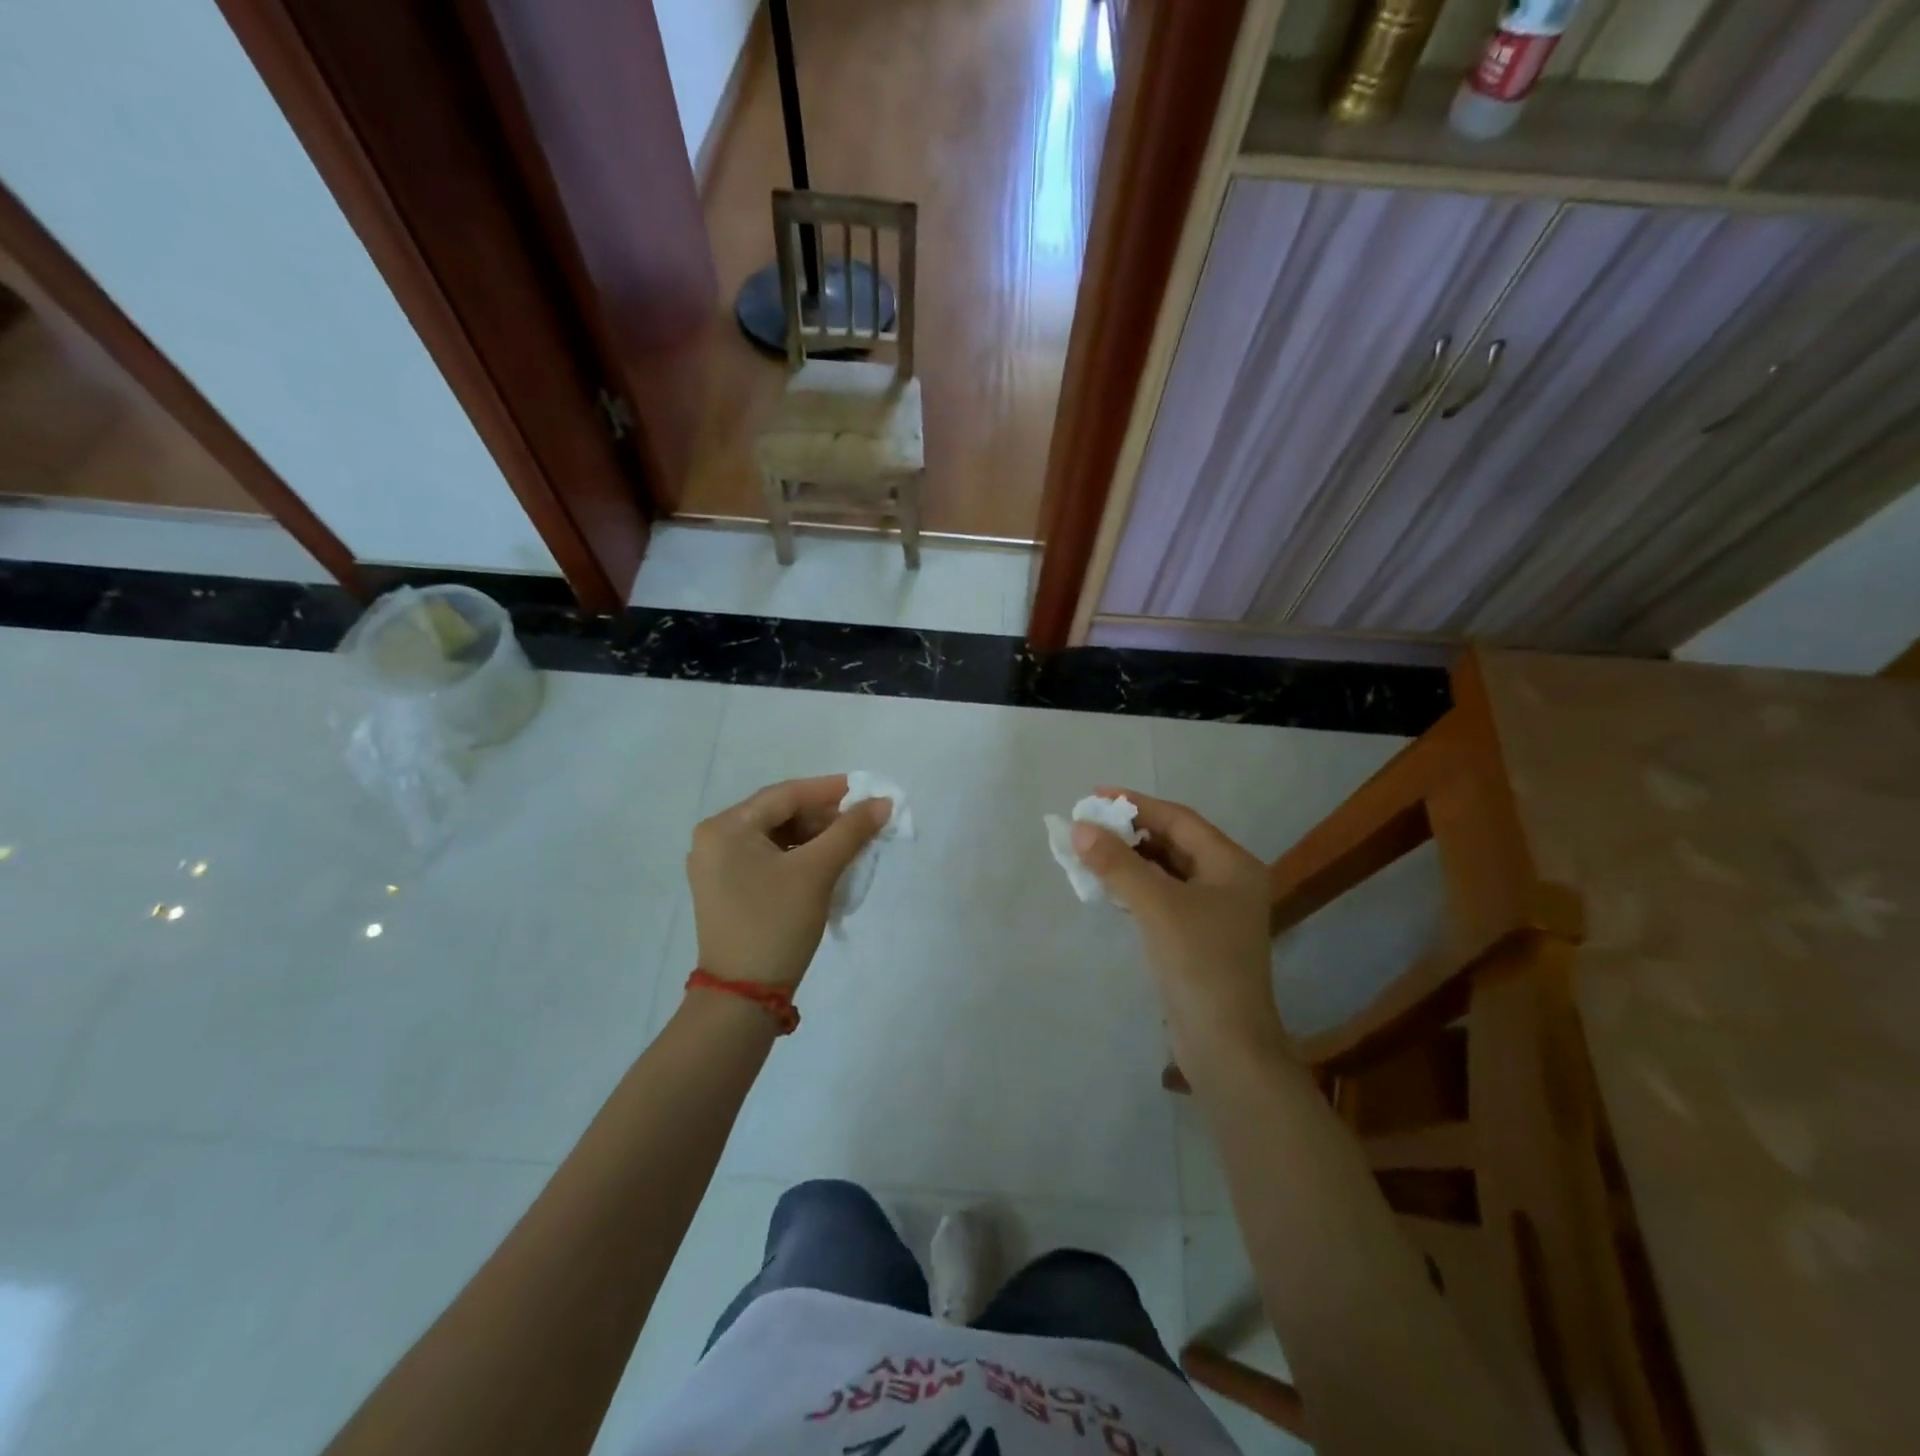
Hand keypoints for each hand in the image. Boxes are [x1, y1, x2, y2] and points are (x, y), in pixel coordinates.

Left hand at [687, 775, 890, 988]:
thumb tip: (883, 803)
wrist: (743, 997)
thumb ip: (850, 831)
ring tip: (851, 841)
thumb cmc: (776, 924)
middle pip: (779, 813)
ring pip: (776, 836)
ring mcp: (717, 866)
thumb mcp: (817, 872)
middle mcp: (714, 839)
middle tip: (864, 819)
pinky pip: (768, 857)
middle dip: (824, 816)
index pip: (786, 795)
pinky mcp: (727, 888)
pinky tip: (827, 861)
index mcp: (726, 827)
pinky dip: (799, 856)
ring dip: (814, 836)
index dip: (830, 790)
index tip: (867, 790)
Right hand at [1072, 789, 1284, 1055]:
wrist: (1226, 1046)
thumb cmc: (1199, 964)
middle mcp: (1229, 881)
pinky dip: (1137, 887)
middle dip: (1130, 832)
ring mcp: (1215, 912)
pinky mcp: (1198, 938)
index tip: (1094, 796)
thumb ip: (1117, 864)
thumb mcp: (1156, 906)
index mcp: (1232, 864)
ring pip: (1167, 871)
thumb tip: (1080, 828)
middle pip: (1174, 842)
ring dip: (1130, 860)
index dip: (1136, 804)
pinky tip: (1109, 887)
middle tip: (1087, 826)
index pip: (1179, 819)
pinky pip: (1164, 897)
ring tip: (1090, 852)